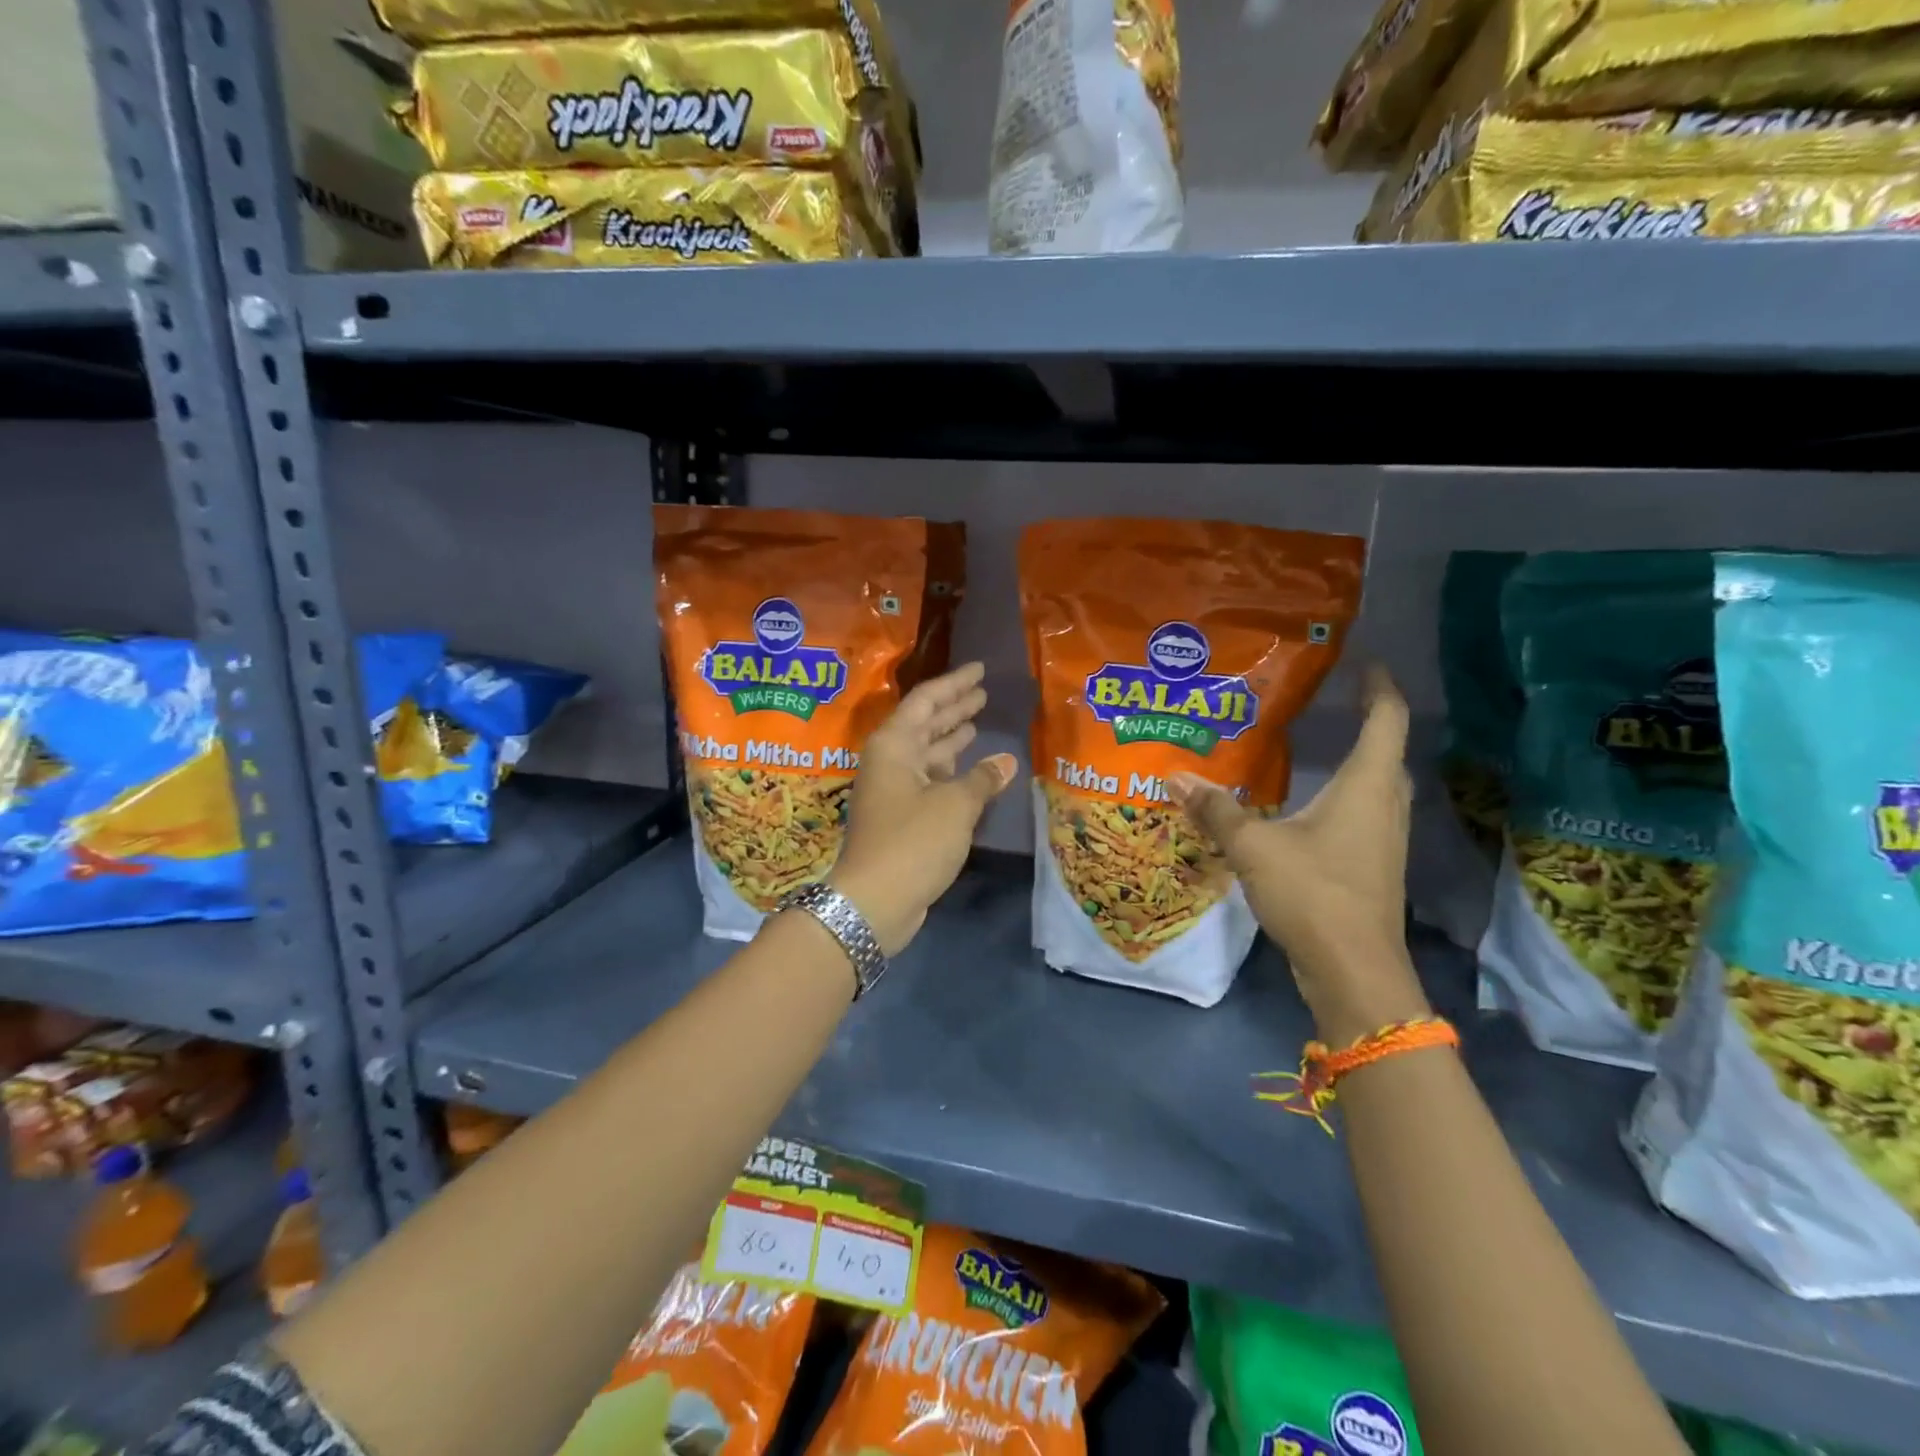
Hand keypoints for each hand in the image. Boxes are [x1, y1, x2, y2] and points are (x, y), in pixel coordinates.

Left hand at [829, 662, 1019, 955]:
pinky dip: (950, 771)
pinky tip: (971, 769)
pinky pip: (929, 780)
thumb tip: (1006, 760)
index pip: (926, 701)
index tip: (980, 669)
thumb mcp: (955, 805)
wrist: (874, 901)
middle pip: (924, 724)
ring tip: (977, 722)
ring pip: (926, 753)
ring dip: (951, 738)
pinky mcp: (900, 816)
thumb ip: (982, 779)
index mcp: (894, 746)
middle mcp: (889, 761)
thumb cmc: (913, 841)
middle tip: (983, 692)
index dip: (955, 683)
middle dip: (954, 708)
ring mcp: (892, 790)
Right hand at [1167, 665, 1429, 1044]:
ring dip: (1358, 762)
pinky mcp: (1373, 867)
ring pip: (1378, 786)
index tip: (1367, 664)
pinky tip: (1311, 806)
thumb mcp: (1254, 846)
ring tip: (1319, 745)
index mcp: (1366, 786)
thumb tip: (1175, 777)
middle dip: (1369, 722)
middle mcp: (1384, 806)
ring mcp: (1384, 840)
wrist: (1352, 970)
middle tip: (1332, 703)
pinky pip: (1364, 814)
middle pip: (1388, 752)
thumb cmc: (1313, 893)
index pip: (1386, 720)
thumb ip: (1216, 810)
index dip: (1379, 688)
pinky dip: (1345, 797)